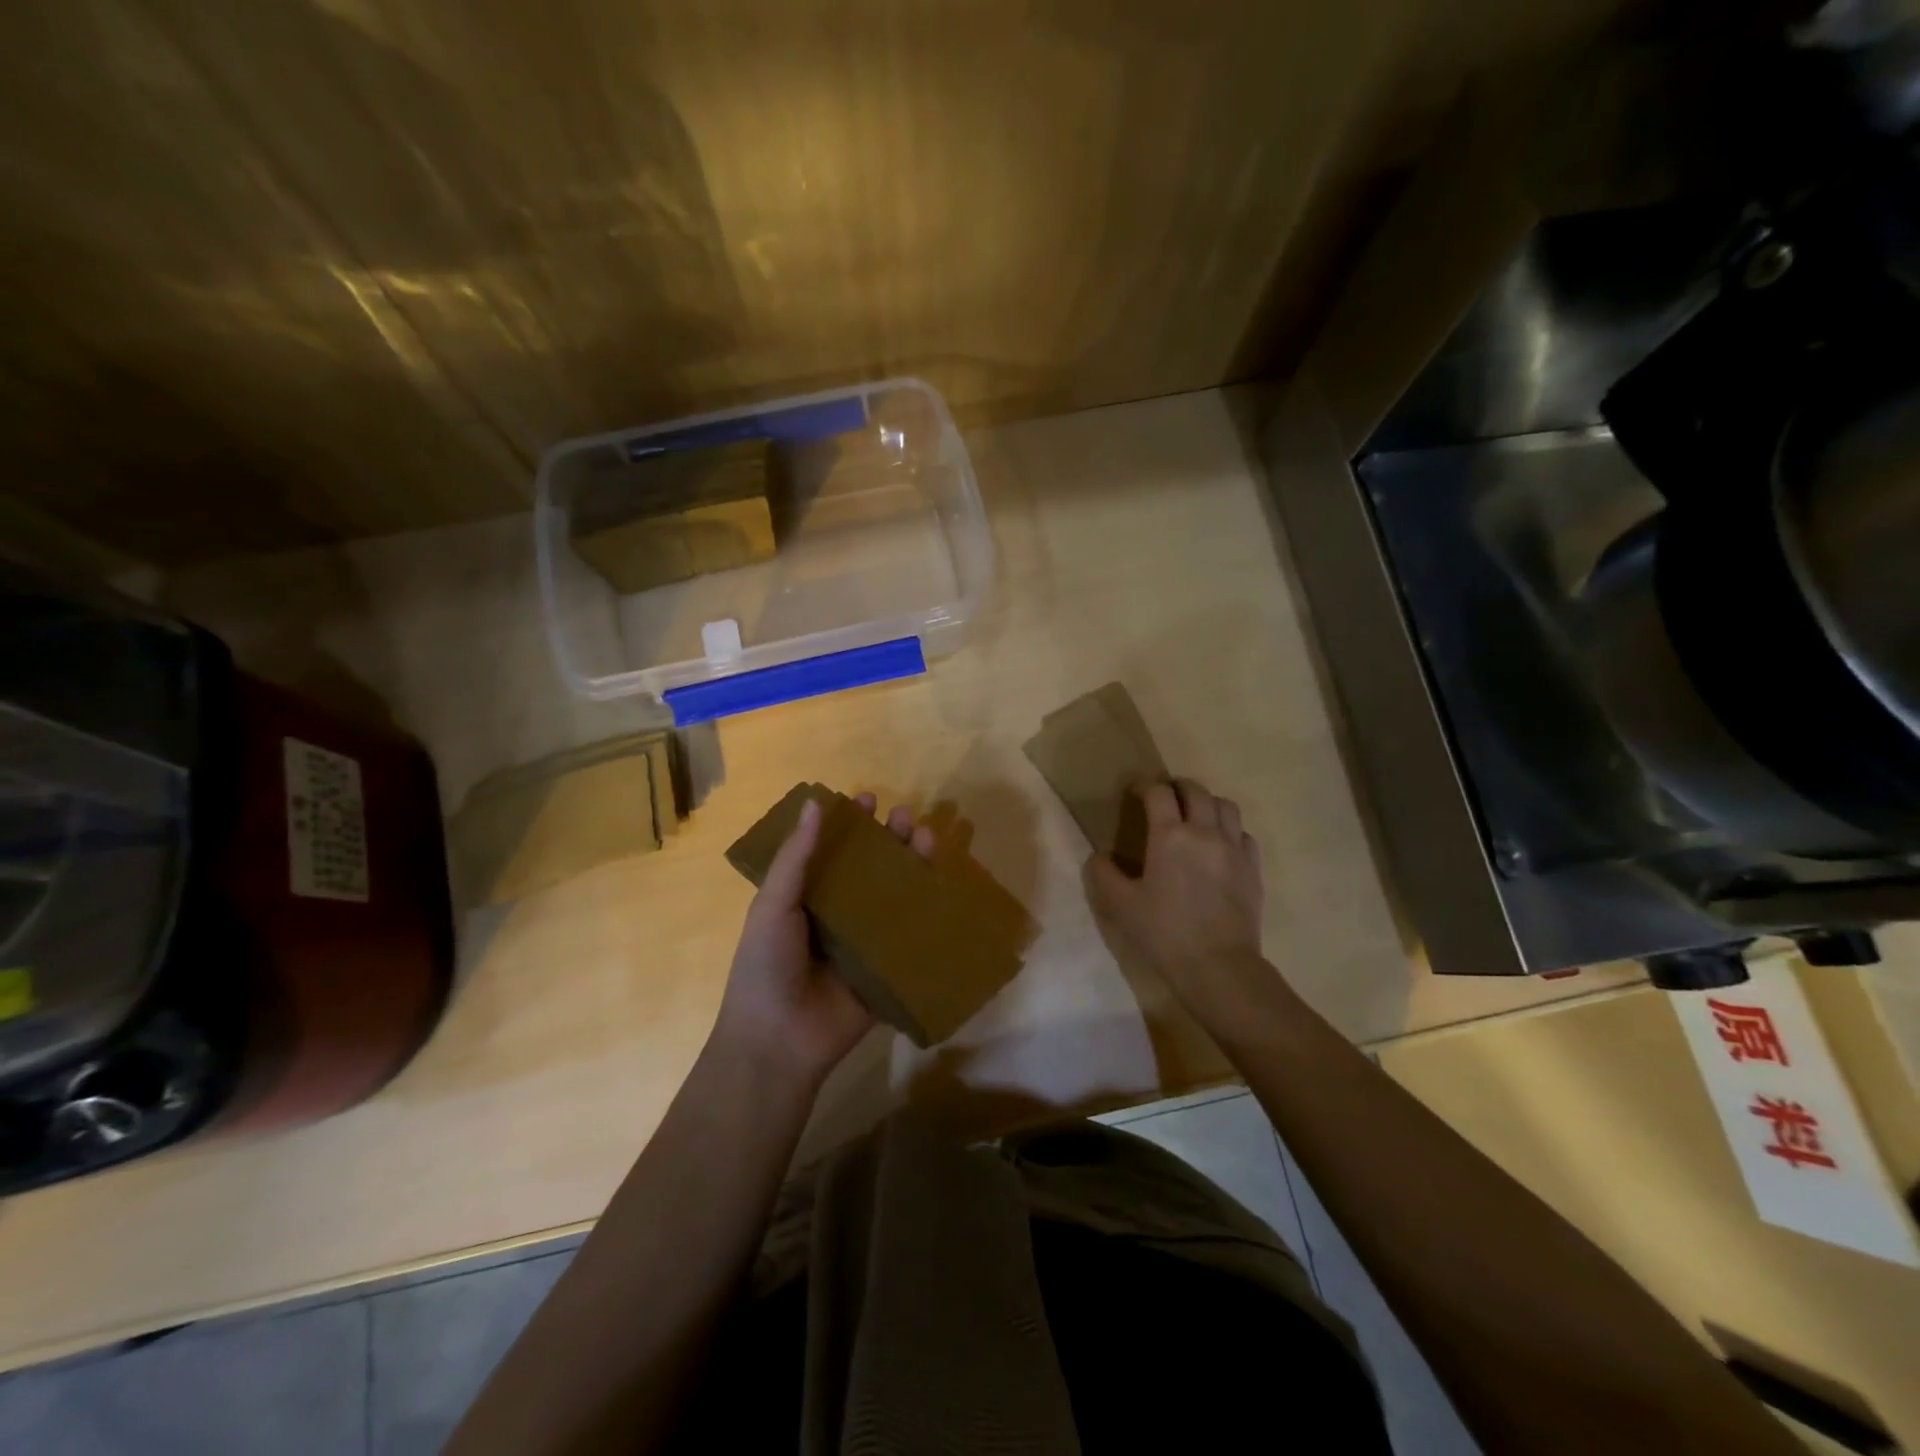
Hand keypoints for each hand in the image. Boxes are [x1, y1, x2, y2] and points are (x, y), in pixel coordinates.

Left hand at [713, 792, 934, 1090]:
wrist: (778, 1041)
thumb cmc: (766, 965)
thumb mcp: (773, 905)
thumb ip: (796, 857)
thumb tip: (815, 802)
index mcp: (809, 897)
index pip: (834, 851)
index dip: (850, 824)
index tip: (867, 799)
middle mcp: (840, 914)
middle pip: (871, 869)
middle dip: (889, 840)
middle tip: (904, 818)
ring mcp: (866, 942)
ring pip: (896, 896)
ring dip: (912, 866)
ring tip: (927, 839)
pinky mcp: (889, 969)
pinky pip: (912, 937)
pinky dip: (929, 913)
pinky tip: (943, 887)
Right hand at [1085, 779, 1265, 1009]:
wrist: (1219, 966)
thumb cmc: (1165, 933)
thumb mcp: (1121, 906)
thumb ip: (1104, 875)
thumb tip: (1097, 857)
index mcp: (1170, 836)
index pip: (1158, 793)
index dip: (1144, 787)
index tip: (1135, 793)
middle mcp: (1205, 832)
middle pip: (1196, 790)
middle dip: (1178, 787)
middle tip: (1165, 798)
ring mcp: (1234, 848)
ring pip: (1226, 806)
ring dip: (1207, 803)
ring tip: (1195, 816)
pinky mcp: (1253, 868)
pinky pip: (1243, 834)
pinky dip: (1230, 830)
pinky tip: (1220, 846)